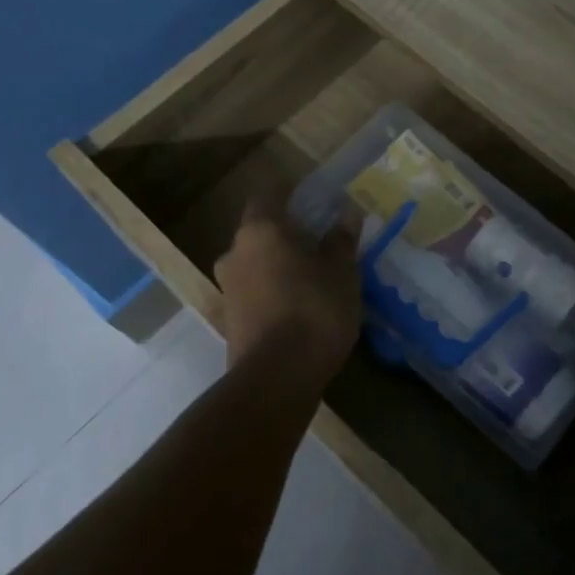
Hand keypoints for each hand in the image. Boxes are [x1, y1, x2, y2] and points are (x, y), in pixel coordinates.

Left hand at [214, 199, 360, 381]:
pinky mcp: (230, 321)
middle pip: (260, 232)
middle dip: (287, 236)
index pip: (268, 196)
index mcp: (259, 231)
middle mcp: (234, 253)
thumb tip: (347, 213)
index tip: (316, 205)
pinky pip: (254, 293)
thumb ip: (342, 240)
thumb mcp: (342, 272)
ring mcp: (227, 289)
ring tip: (314, 281)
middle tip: (320, 245)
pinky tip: (300, 309)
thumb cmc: (314, 309)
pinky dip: (273, 293)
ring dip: (279, 267)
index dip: (291, 196)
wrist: (277, 378)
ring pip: (256, 264)